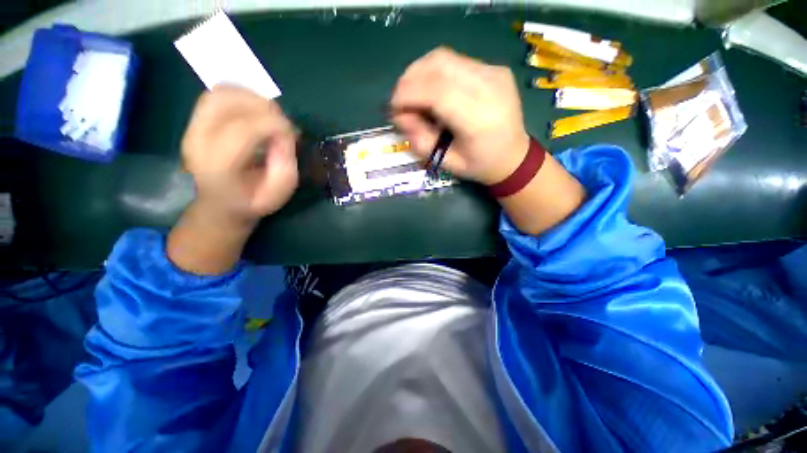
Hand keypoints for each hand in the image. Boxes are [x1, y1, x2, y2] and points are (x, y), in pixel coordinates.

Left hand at [168, 86, 297, 274]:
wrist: (220, 204)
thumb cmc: (253, 201)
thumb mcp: (279, 193)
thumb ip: (285, 165)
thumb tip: (284, 135)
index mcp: (219, 166)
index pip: (243, 129)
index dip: (274, 124)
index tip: (292, 133)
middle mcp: (199, 141)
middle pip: (226, 103)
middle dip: (263, 106)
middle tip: (283, 122)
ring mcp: (192, 127)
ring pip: (220, 93)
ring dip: (252, 97)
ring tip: (271, 114)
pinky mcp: (196, 120)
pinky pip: (217, 94)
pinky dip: (241, 95)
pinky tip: (256, 110)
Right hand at [390, 47, 529, 184]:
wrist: (514, 156)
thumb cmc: (480, 165)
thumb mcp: (447, 163)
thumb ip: (421, 141)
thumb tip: (401, 117)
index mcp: (478, 119)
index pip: (435, 91)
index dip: (407, 95)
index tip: (393, 108)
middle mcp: (489, 88)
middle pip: (438, 65)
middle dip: (409, 80)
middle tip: (400, 101)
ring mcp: (494, 73)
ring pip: (445, 57)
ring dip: (420, 72)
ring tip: (413, 94)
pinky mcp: (494, 68)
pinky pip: (456, 61)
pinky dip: (435, 72)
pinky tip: (433, 90)